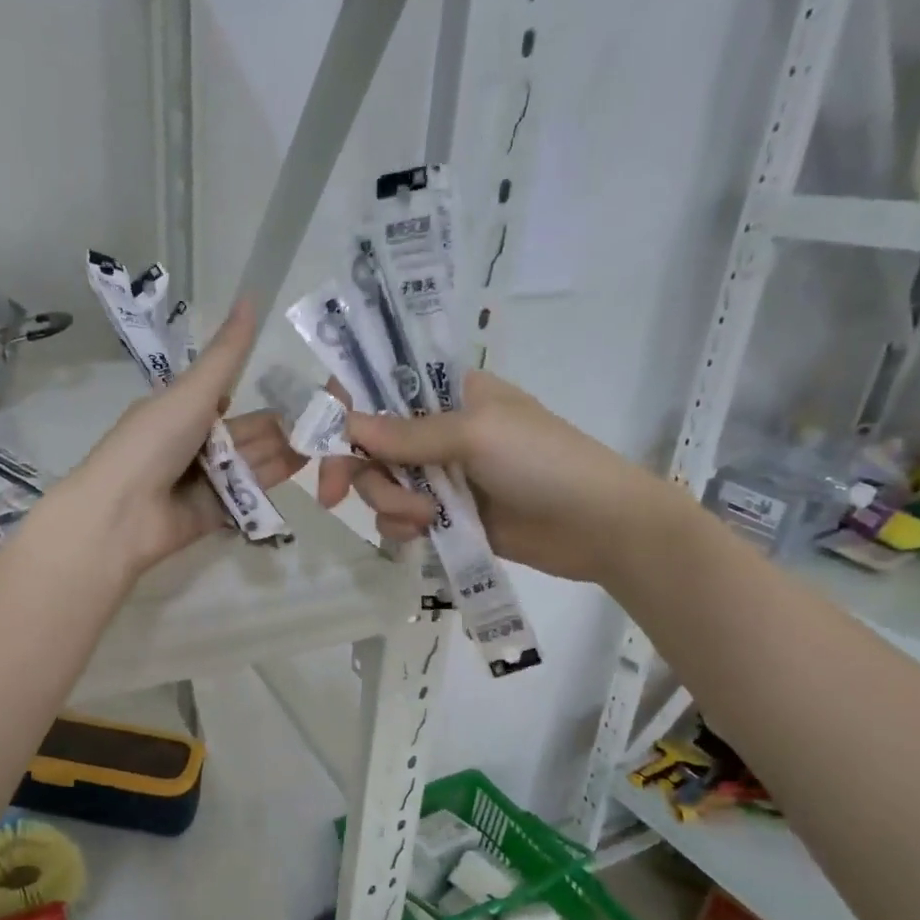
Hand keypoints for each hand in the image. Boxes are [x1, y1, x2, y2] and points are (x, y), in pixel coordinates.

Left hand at [60, 303, 305, 576]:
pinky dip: (270, 484)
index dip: (262, 393)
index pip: (228, 398)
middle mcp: (194, 444)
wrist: (122, 513)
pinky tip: (303, 470)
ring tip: (326, 443)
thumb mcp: (192, 392)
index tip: (303, 388)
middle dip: (280, 429)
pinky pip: (248, 496)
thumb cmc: (153, 443)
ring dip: (282, 453)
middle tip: (327, 422)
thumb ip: (228, 354)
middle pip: (247, 434)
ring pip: (252, 463)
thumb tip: (252, 297)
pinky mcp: (215, 514)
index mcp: (183, 410)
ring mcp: (205, 482)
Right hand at [316, 370, 669, 583]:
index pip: (381, 385)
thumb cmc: (544, 461)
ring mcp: (440, 474)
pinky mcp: (446, 514)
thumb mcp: (476, 434)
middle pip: (369, 442)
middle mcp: (438, 429)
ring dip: (388, 503)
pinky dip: (401, 526)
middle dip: (358, 469)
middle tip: (334, 496)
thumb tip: (346, 424)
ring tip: (423, 520)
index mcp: (448, 393)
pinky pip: (400, 516)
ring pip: (380, 483)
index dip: (345, 405)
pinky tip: (421, 534)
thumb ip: (408, 434)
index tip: (320, 436)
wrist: (598, 526)